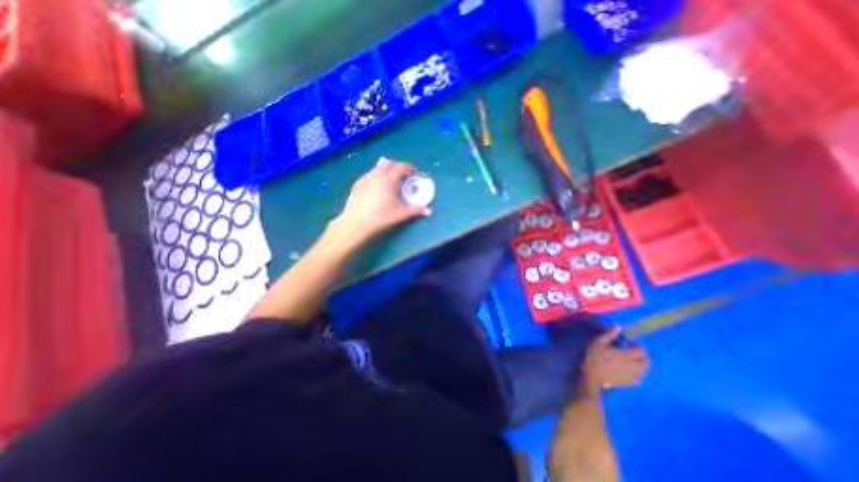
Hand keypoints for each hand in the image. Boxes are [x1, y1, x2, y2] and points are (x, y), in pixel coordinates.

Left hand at [334, 159, 429, 242]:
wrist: (356, 223)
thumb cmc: (381, 217)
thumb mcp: (401, 214)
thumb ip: (416, 210)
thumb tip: (429, 211)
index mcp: (389, 179)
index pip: (401, 167)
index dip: (410, 167)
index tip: (415, 172)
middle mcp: (377, 175)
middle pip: (389, 164)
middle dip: (398, 166)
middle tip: (404, 174)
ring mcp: (365, 178)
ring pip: (378, 168)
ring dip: (387, 170)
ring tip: (391, 179)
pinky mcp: (357, 184)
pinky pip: (370, 174)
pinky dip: (377, 175)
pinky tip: (377, 185)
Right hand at [580, 327, 647, 395]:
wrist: (592, 376)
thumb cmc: (595, 356)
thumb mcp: (599, 342)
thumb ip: (609, 334)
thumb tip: (618, 326)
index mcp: (627, 355)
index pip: (640, 350)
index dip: (636, 345)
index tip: (627, 342)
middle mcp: (634, 366)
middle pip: (645, 361)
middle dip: (641, 355)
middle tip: (632, 351)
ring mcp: (632, 376)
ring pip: (644, 370)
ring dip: (640, 364)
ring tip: (631, 360)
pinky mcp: (629, 383)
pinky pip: (639, 378)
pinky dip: (637, 374)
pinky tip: (630, 371)